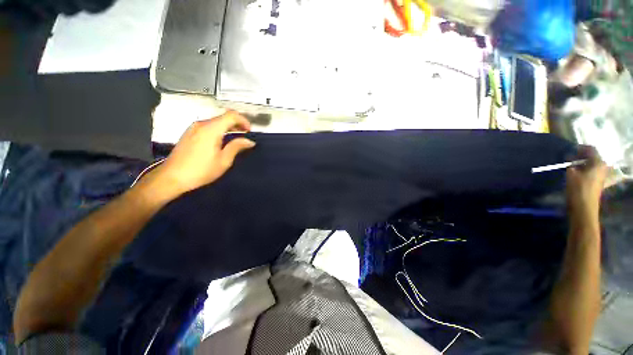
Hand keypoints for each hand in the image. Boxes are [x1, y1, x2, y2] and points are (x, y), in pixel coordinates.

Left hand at [145, 111, 254, 198]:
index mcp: (211, 129)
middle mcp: (202, 124)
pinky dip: (219, 130)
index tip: (249, 131)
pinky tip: (221, 141)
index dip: (243, 120)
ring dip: (228, 127)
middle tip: (245, 136)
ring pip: (216, 121)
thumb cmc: (201, 170)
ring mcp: (194, 128)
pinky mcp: (189, 133)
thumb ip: (237, 147)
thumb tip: (249, 141)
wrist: (172, 177)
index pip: (231, 115)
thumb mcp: (224, 160)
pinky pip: (208, 126)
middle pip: (223, 117)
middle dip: (237, 124)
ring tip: (236, 139)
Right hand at [566, 146, 607, 221]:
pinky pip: (592, 170)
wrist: (583, 206)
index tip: (570, 149)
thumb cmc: (578, 188)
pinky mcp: (598, 181)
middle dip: (582, 156)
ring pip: (592, 164)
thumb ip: (571, 163)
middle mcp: (603, 166)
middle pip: (593, 156)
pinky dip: (584, 169)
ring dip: (582, 163)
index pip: (591, 149)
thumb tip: (570, 158)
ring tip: (572, 165)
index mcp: (598, 162)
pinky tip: (576, 172)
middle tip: (570, 157)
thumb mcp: (571, 173)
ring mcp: (601, 175)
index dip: (581, 148)